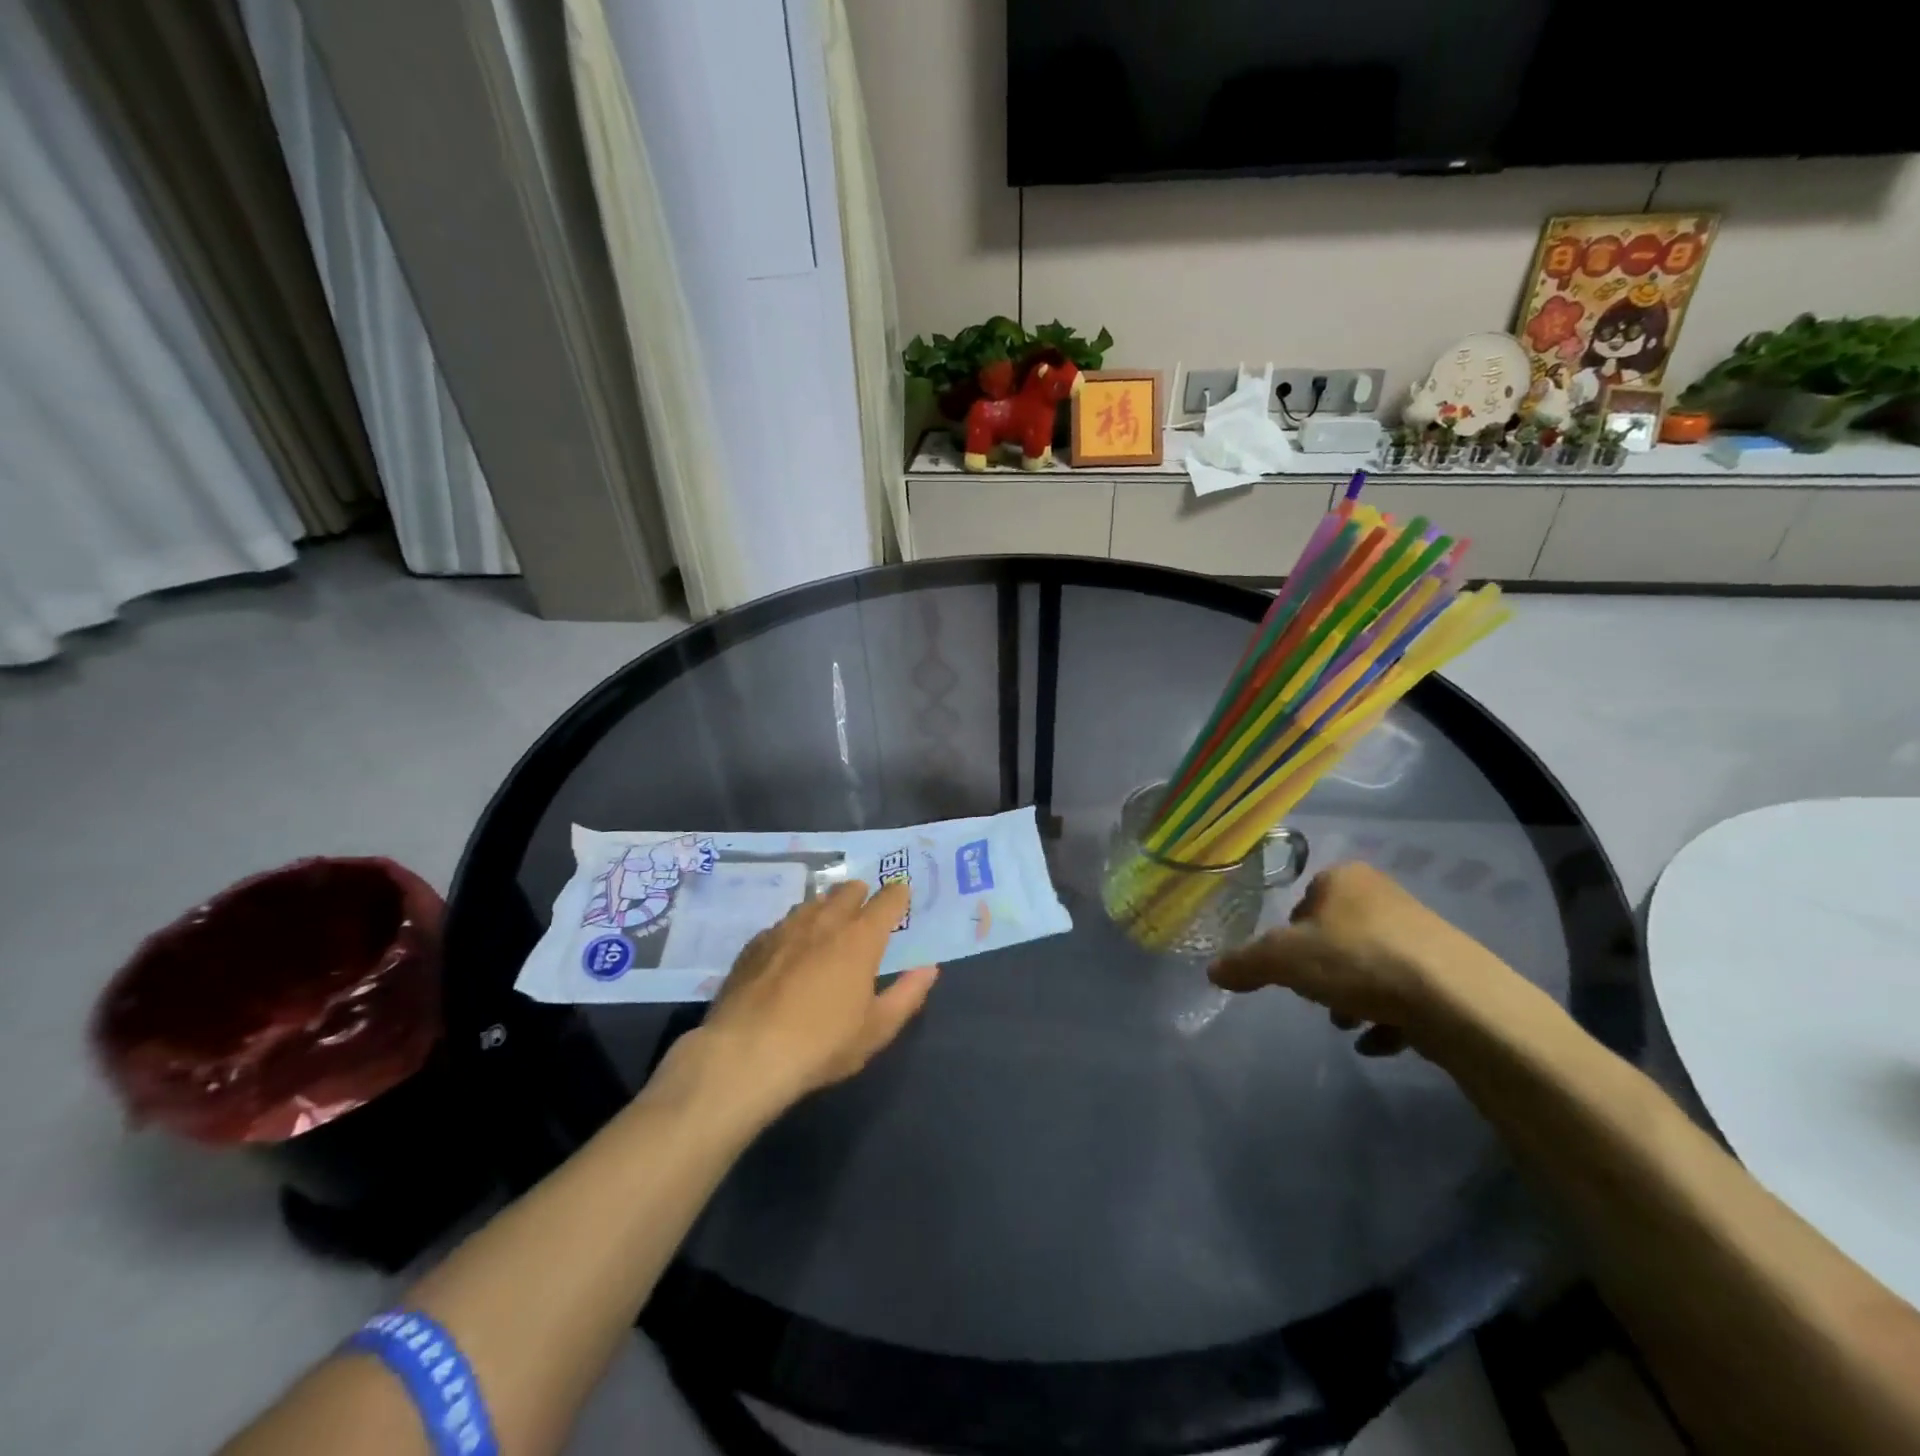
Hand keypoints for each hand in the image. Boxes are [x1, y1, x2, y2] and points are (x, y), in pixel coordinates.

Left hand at [695, 880, 937, 1113]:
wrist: (746, 1054)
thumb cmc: (822, 1044)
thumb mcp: (876, 1029)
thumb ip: (907, 995)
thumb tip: (928, 969)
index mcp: (860, 937)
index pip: (887, 900)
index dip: (897, 895)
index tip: (901, 895)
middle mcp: (824, 921)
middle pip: (847, 890)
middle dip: (860, 894)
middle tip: (865, 910)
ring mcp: (785, 928)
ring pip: (812, 902)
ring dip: (826, 906)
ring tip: (828, 925)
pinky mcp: (755, 943)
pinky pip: (783, 923)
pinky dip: (795, 929)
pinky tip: (790, 949)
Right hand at [1208, 862, 1512, 1058]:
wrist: (1459, 1003)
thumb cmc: (1359, 962)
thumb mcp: (1284, 961)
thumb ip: (1245, 964)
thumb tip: (1212, 971)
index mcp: (1345, 879)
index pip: (1302, 903)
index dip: (1290, 938)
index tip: (1289, 968)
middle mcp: (1384, 896)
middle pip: (1336, 935)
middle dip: (1322, 971)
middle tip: (1316, 998)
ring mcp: (1421, 933)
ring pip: (1369, 964)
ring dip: (1352, 996)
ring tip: (1348, 1024)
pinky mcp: (1449, 971)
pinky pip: (1405, 992)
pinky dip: (1388, 1017)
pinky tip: (1379, 1042)